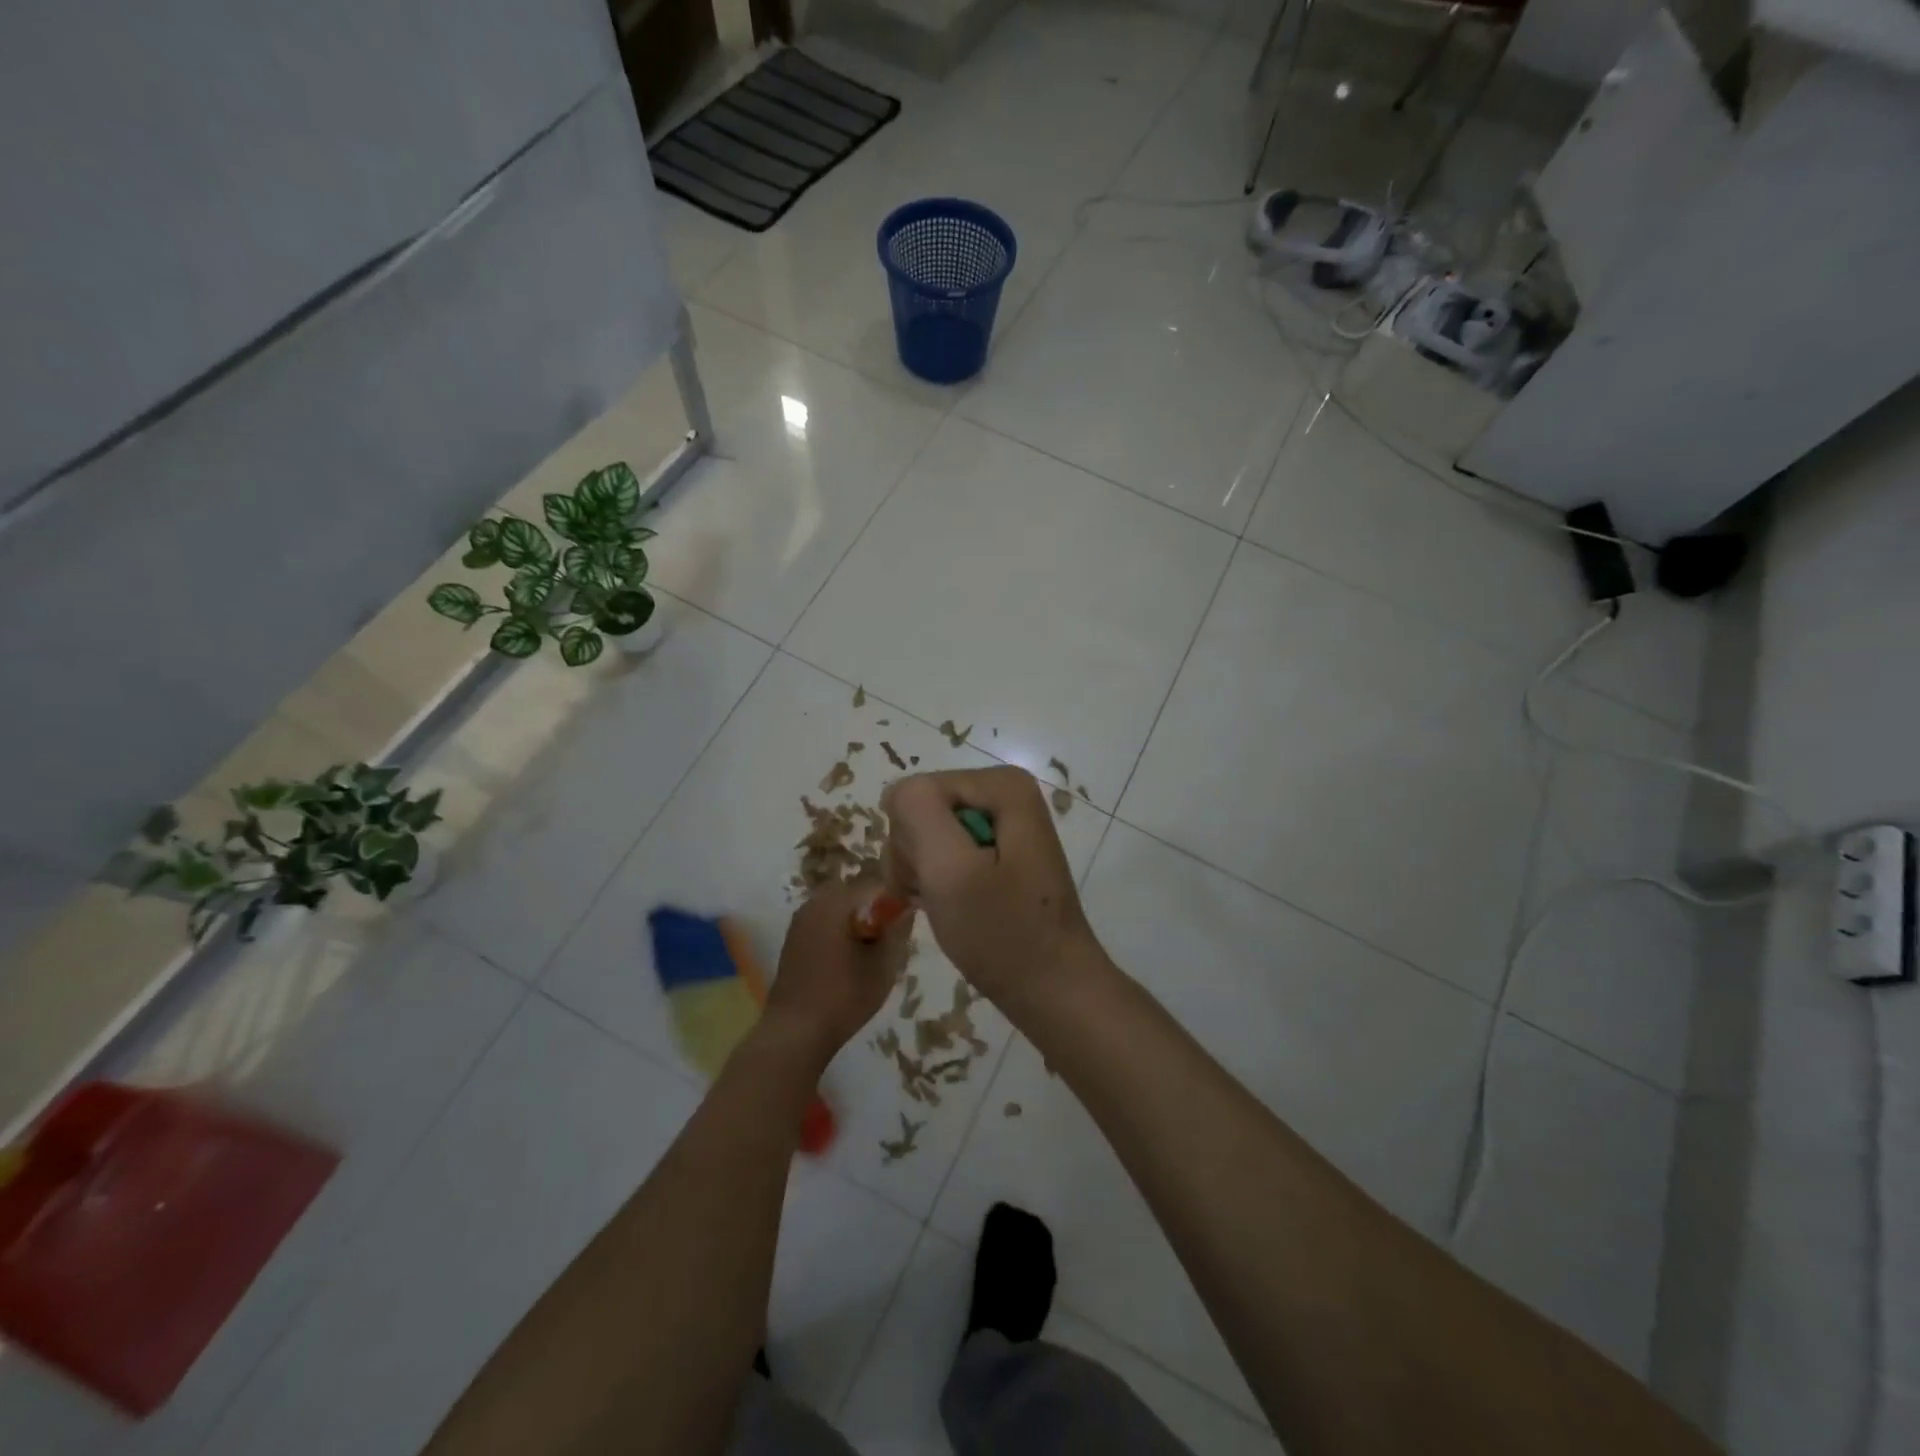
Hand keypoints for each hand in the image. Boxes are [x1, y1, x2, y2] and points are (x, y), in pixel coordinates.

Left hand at [762, 877, 914, 1064]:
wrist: (795, 1032)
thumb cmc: (843, 997)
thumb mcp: (883, 966)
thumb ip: (897, 931)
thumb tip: (907, 908)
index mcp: (835, 903)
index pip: (873, 884)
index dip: (894, 897)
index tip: (906, 917)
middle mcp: (813, 904)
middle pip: (852, 893)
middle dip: (873, 907)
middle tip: (888, 934)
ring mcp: (799, 922)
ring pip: (836, 907)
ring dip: (855, 919)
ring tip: (870, 948)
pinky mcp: (792, 941)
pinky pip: (822, 922)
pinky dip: (838, 930)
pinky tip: (848, 958)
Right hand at [881, 767, 1106, 1012]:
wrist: (1053, 989)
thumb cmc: (1003, 933)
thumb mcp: (951, 870)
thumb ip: (918, 813)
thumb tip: (897, 793)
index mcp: (1001, 784)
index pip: (915, 793)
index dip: (911, 840)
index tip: (930, 882)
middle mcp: (1004, 794)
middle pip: (923, 810)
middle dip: (918, 857)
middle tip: (938, 898)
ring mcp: (1002, 824)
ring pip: (928, 834)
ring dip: (924, 874)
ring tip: (946, 907)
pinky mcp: (998, 853)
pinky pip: (946, 853)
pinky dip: (938, 883)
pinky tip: (952, 908)